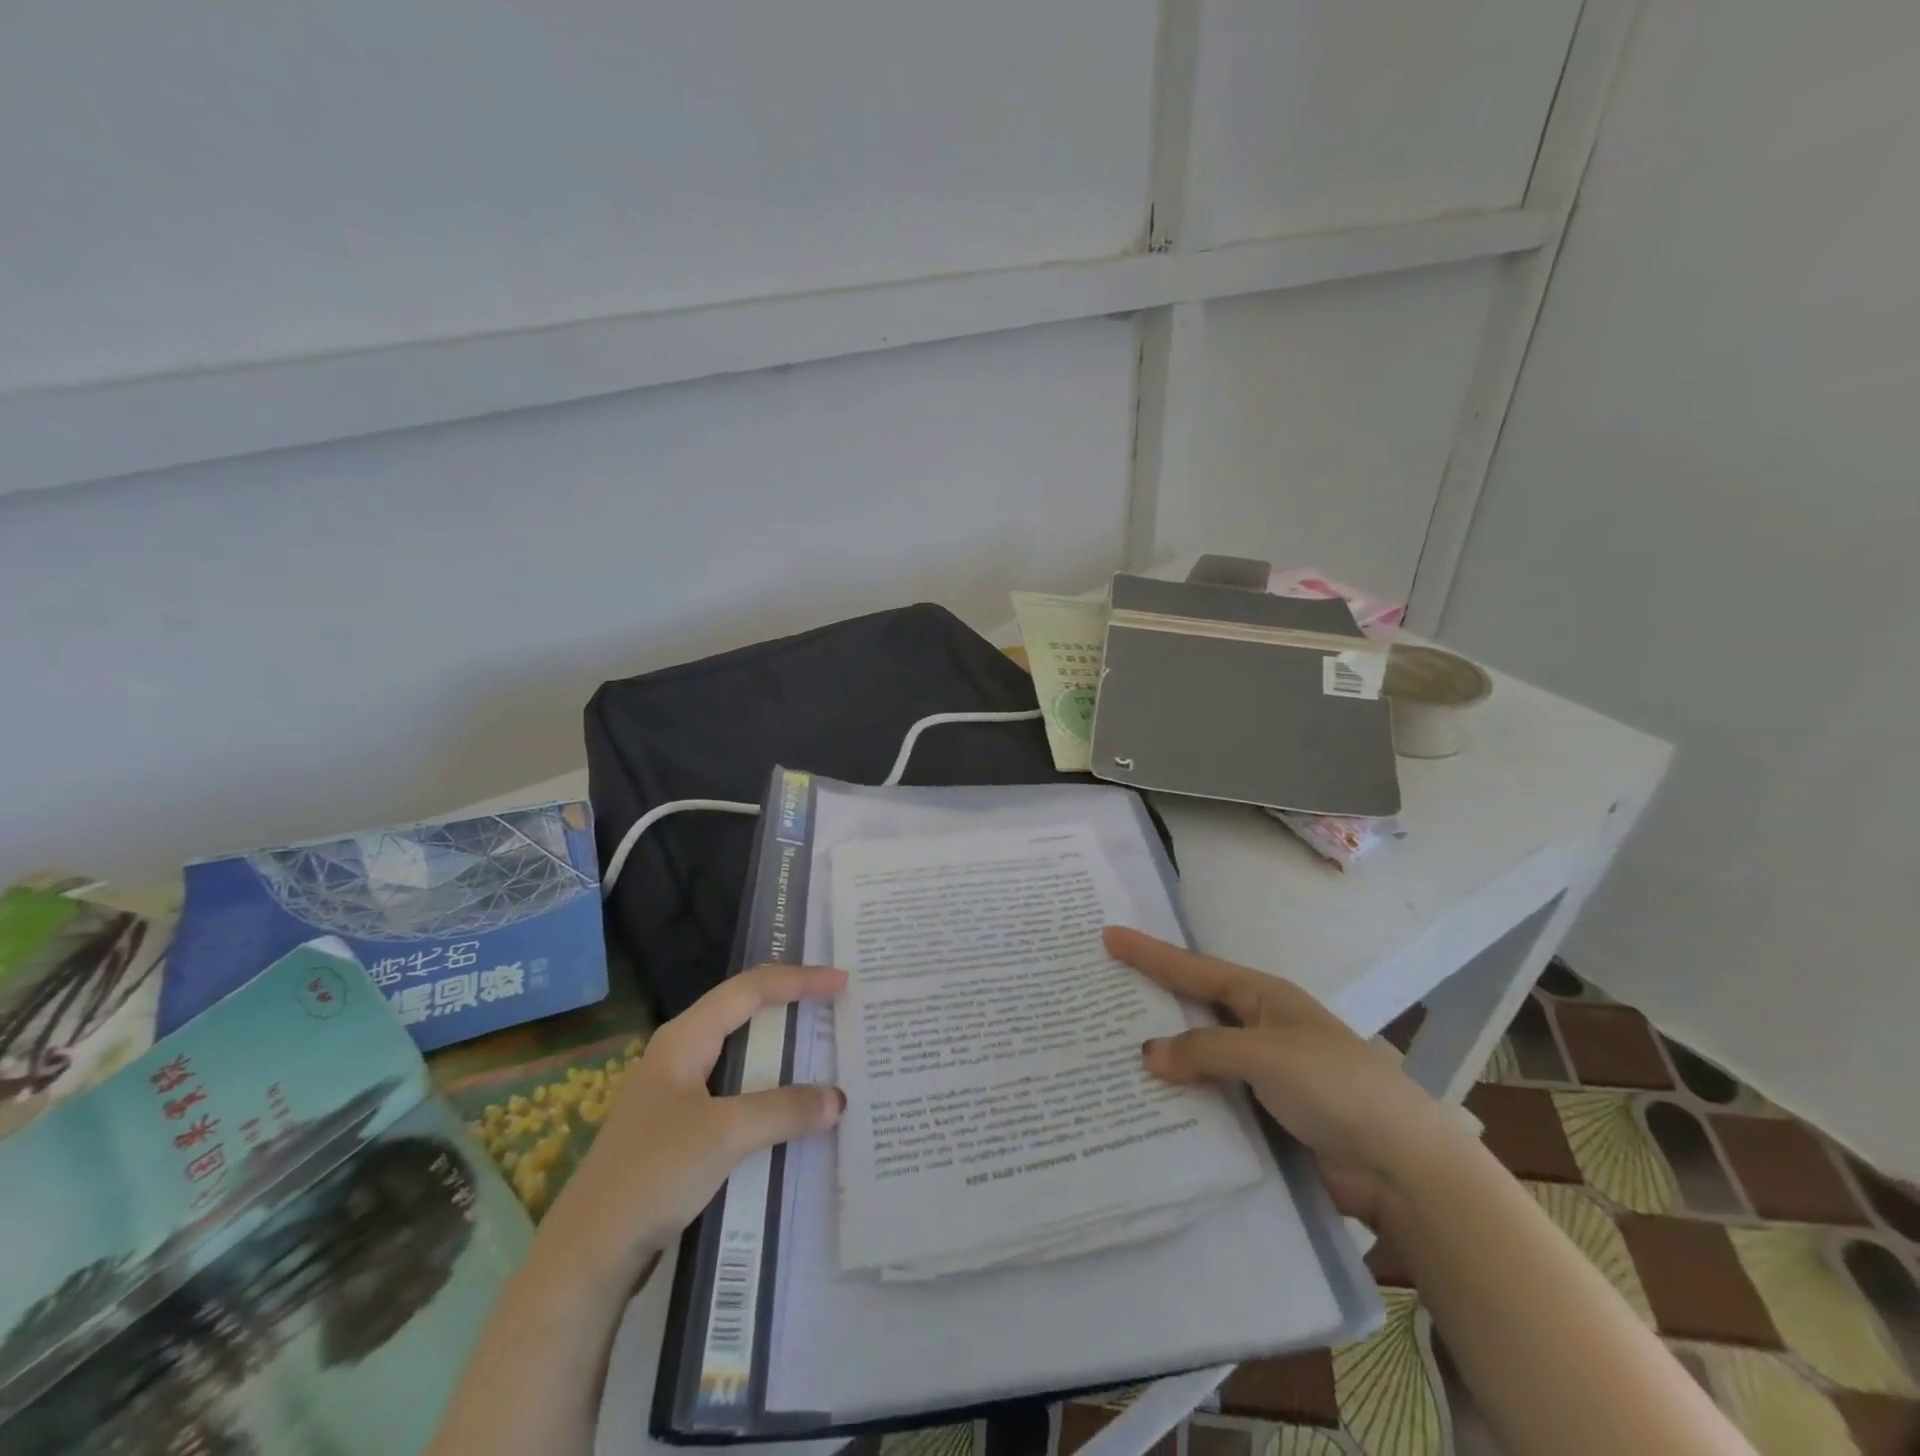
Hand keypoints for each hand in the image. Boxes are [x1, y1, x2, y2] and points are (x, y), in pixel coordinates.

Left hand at [538, 964, 847, 1283]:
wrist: (586, 1255)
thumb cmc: (651, 1175)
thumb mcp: (724, 1134)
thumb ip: (783, 1110)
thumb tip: (838, 1098)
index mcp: (684, 1038)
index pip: (750, 989)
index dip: (798, 980)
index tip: (841, 983)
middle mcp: (681, 1054)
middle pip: (744, 1012)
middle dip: (790, 1003)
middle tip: (835, 1005)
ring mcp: (678, 1092)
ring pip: (740, 1054)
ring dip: (781, 1050)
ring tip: (822, 1048)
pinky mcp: (681, 1128)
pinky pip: (736, 1091)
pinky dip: (768, 1089)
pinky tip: (790, 1107)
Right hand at [1104, 926, 1462, 1226]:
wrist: (1401, 1164)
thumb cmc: (1335, 1086)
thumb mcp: (1266, 1054)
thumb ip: (1205, 1050)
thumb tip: (1149, 1054)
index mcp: (1263, 997)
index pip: (1193, 969)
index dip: (1149, 953)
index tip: (1109, 936)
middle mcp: (1257, 1027)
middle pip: (1192, 1008)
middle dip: (1150, 999)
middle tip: (1100, 991)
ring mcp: (1260, 1072)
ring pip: (1197, 1055)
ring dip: (1162, 1055)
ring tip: (1109, 1048)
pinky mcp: (1262, 1113)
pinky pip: (1210, 1095)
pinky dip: (1181, 1095)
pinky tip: (1149, 1101)